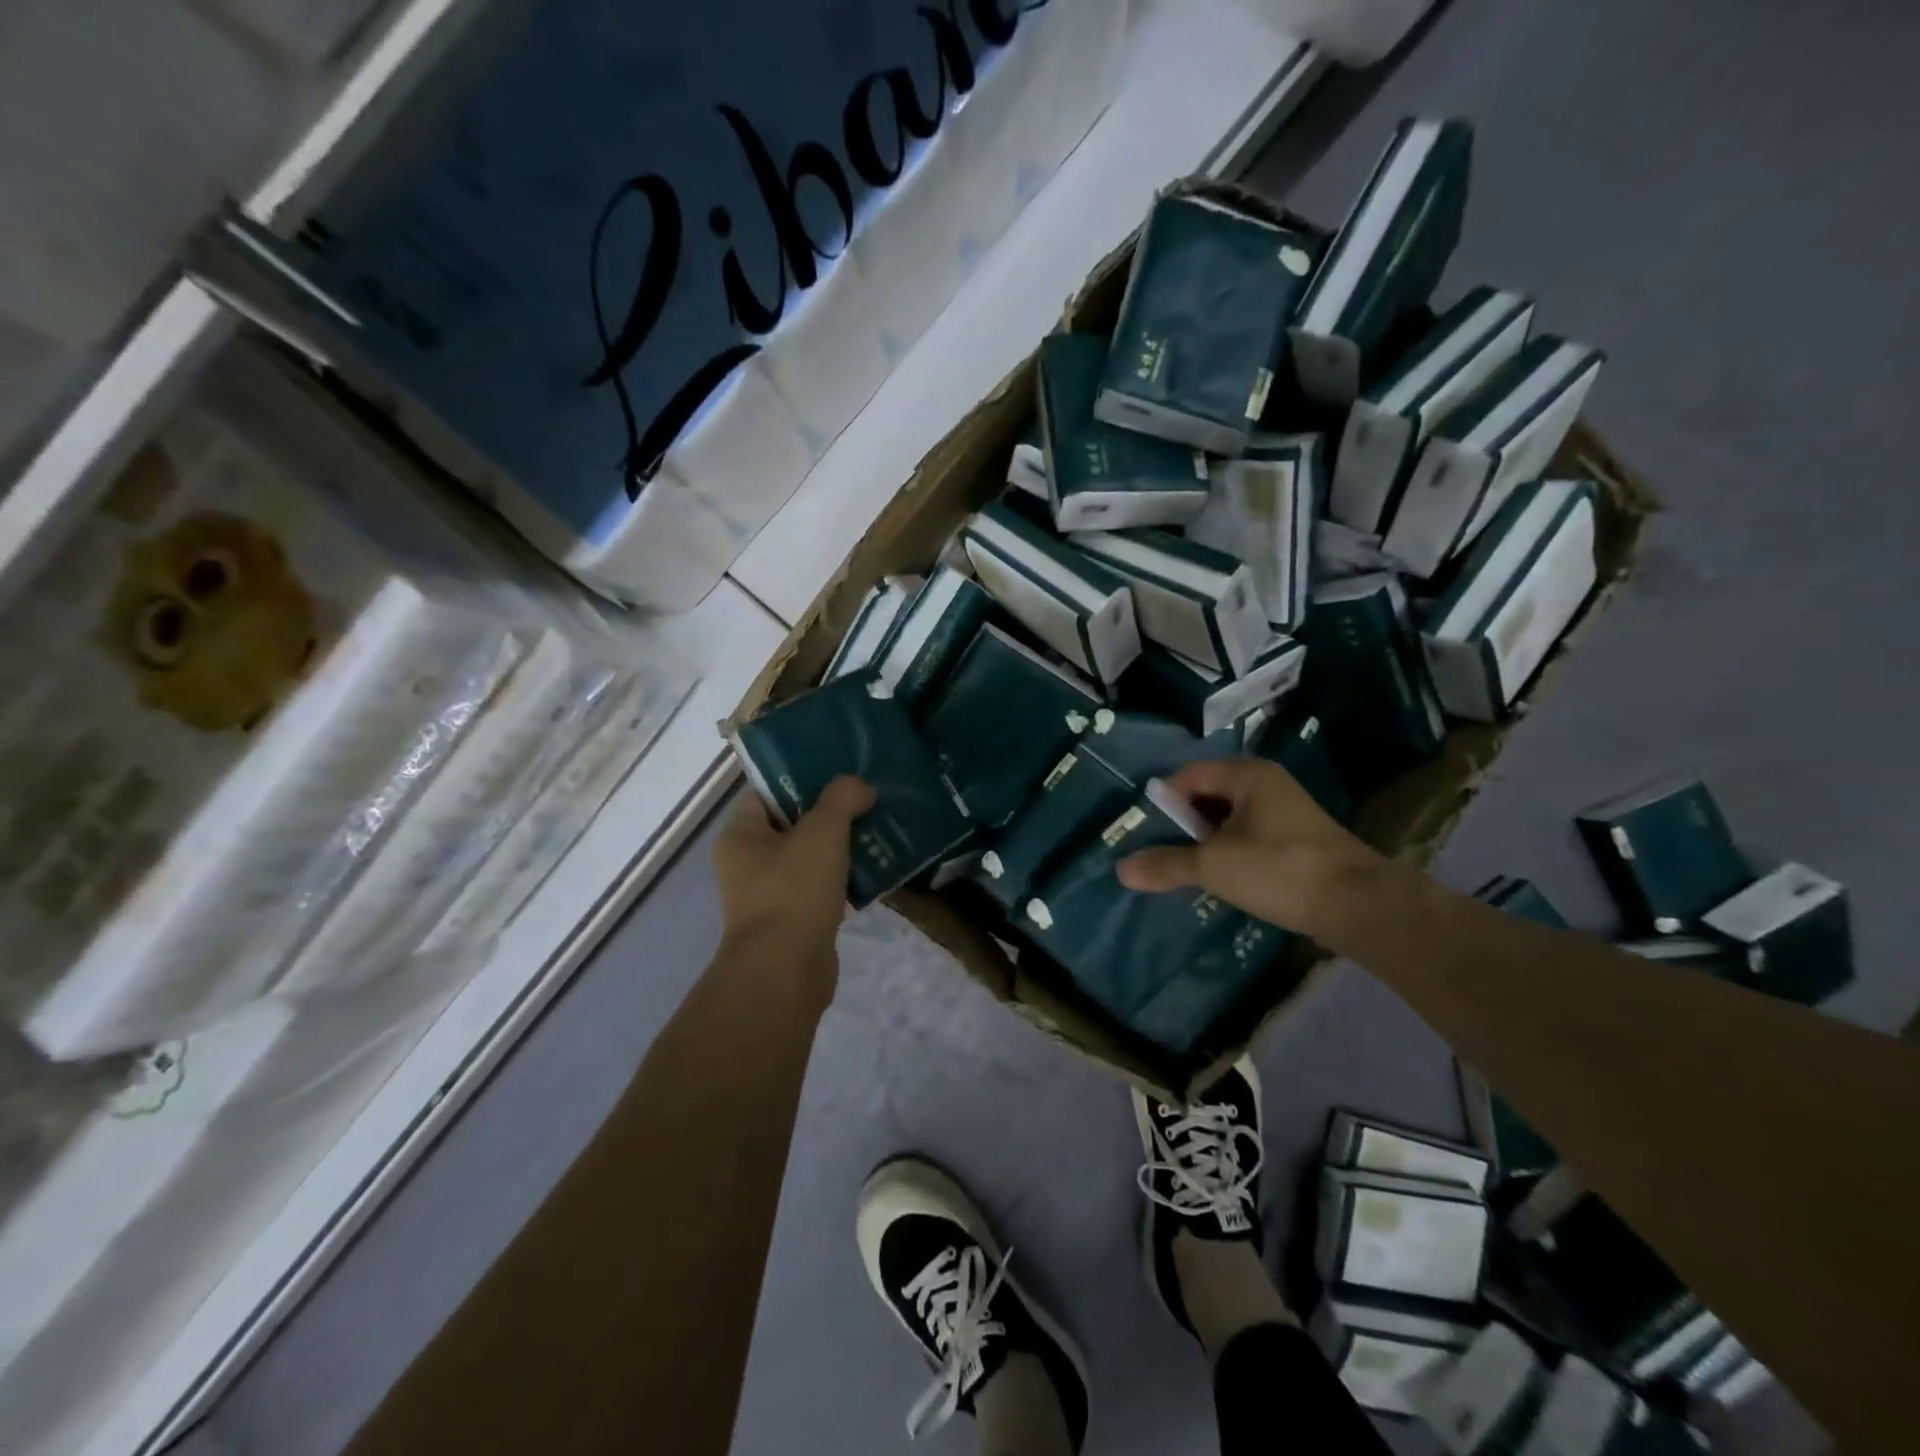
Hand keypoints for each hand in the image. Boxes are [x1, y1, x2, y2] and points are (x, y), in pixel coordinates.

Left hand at [714, 775, 875, 970]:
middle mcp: (748, 863)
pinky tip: (874, 868)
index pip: (766, 792)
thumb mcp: (821, 831)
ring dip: (841, 845)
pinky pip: (821, 888)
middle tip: (866, 797)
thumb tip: (861, 786)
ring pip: (810, 857)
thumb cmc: (793, 890)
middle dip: (829, 811)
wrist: (786, 971)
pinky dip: (844, 878)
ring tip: (878, 827)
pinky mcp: (793, 921)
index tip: (837, 770)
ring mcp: (769, 895)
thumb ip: (842, 798)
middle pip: (792, 823)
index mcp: (740, 835)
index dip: (800, 777)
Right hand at [1117, 758, 1390, 939]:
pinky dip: (1230, 854)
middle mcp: (1267, 785)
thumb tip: (1121, 869)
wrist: (1360, 905)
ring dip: (1205, 843)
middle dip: (1182, 824)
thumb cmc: (1280, 869)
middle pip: (1207, 796)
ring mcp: (1285, 814)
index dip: (1163, 801)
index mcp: (1247, 775)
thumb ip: (1166, 864)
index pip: (1188, 776)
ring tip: (1185, 870)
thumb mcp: (1214, 866)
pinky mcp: (1297, 842)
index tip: (1144, 832)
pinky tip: (1222, 881)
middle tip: (1160, 853)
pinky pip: (1249, 838)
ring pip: (1228, 820)